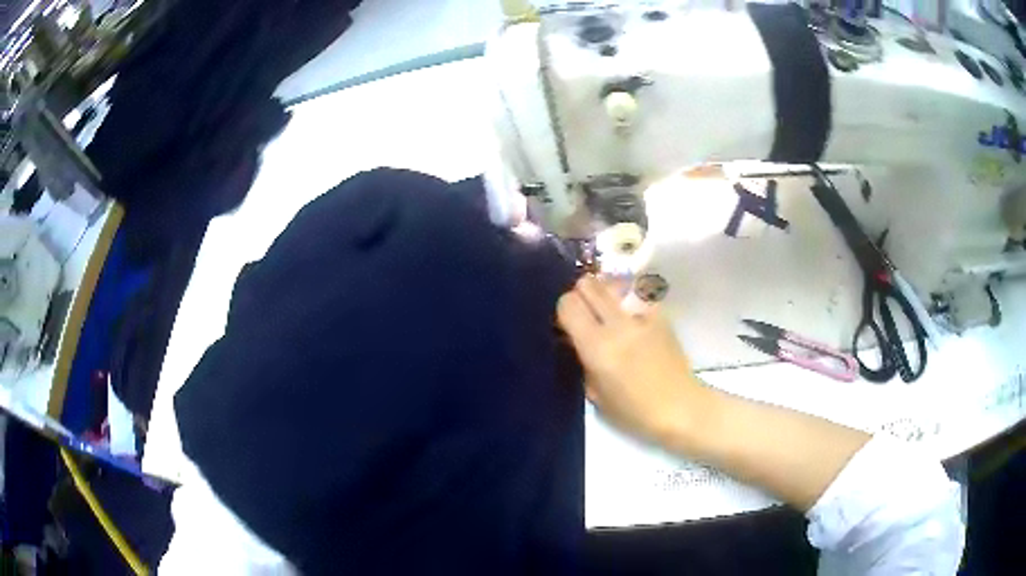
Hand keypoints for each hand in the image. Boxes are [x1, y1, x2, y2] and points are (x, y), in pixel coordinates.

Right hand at [557, 276, 709, 445]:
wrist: (679, 407)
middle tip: (585, 312)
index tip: (567, 324)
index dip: (563, 310)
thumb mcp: (595, 394)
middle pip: (588, 284)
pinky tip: (631, 316)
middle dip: (581, 294)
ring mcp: (642, 316)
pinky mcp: (661, 315)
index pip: (568, 304)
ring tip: (607, 310)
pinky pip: (637, 294)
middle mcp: (618, 325)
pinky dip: (628, 299)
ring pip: (613, 283)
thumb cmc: (634, 411)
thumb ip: (582, 361)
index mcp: (597, 347)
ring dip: (604, 292)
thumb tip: (574, 339)